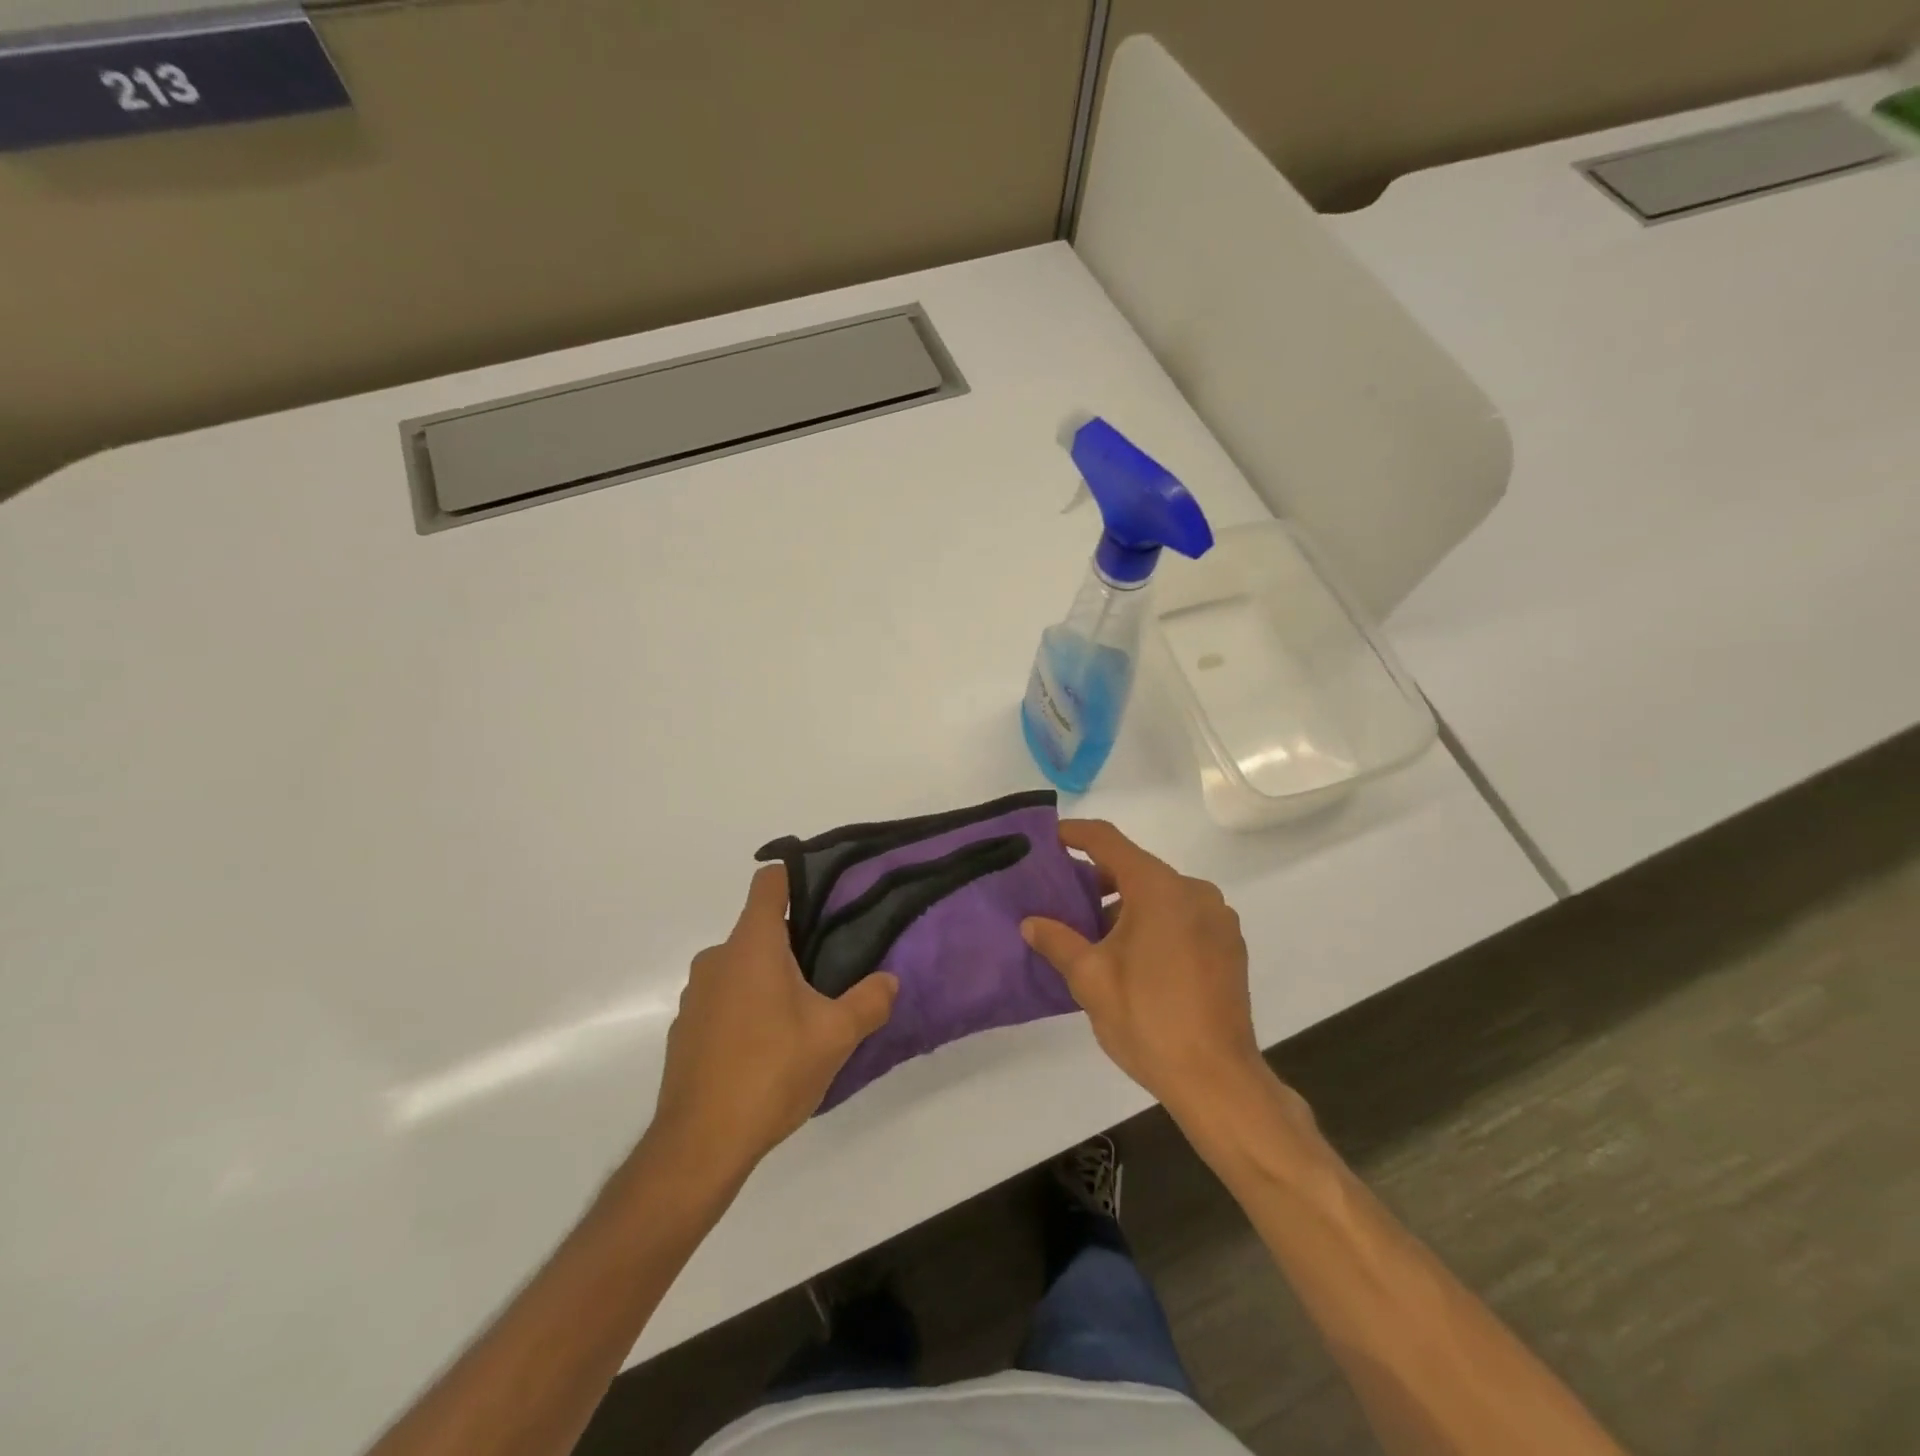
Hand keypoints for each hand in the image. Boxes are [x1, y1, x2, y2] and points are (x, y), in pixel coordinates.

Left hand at [648, 865, 897, 1176]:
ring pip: (741, 967)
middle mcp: (717, 958)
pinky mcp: (686, 1029)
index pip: (769, 882)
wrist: (700, 1145)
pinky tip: (767, 1049)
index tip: (825, 894)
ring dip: (769, 979)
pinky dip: (746, 1009)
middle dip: (794, 942)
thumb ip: (869, 1001)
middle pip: (759, 929)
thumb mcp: (835, 1037)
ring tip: (802, 1014)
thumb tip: (889, 980)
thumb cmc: (771, 1072)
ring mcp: (696, 994)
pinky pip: (724, 1000)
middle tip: (829, 969)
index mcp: (752, 945)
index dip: (797, 878)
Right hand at [1021, 819, 1266, 1120]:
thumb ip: (1057, 941)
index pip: (1109, 841)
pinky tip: (1135, 958)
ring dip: (1127, 905)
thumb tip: (1030, 923)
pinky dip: (1155, 922)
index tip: (1050, 838)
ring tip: (1095, 937)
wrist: (1218, 1080)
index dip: (1076, 834)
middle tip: (1064, 900)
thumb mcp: (1090, 979)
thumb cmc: (1148, 1020)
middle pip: (1137, 868)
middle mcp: (1194, 891)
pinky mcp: (1230, 946)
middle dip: (1098, 879)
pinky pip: (1183, 916)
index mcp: (1159, 889)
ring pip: (1161, 895)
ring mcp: (1218, 919)